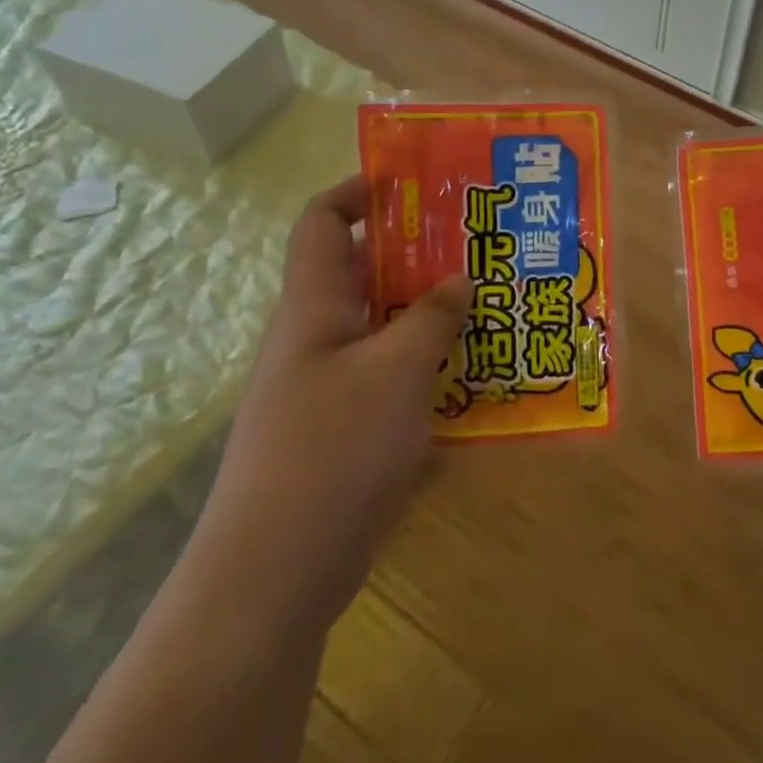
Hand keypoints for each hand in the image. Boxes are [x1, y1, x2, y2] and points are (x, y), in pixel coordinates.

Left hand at [198, 175, 469, 629]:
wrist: (273, 576)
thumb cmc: (333, 451)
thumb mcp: (396, 372)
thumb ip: (430, 318)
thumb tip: (457, 278)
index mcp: (313, 308)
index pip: (321, 223)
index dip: (358, 193)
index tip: (414, 185)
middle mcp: (315, 339)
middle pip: (361, 275)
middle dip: (416, 256)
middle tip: (477, 248)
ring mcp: (327, 389)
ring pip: (381, 330)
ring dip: (428, 317)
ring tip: (489, 308)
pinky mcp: (343, 434)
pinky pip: (390, 381)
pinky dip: (427, 371)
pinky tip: (473, 382)